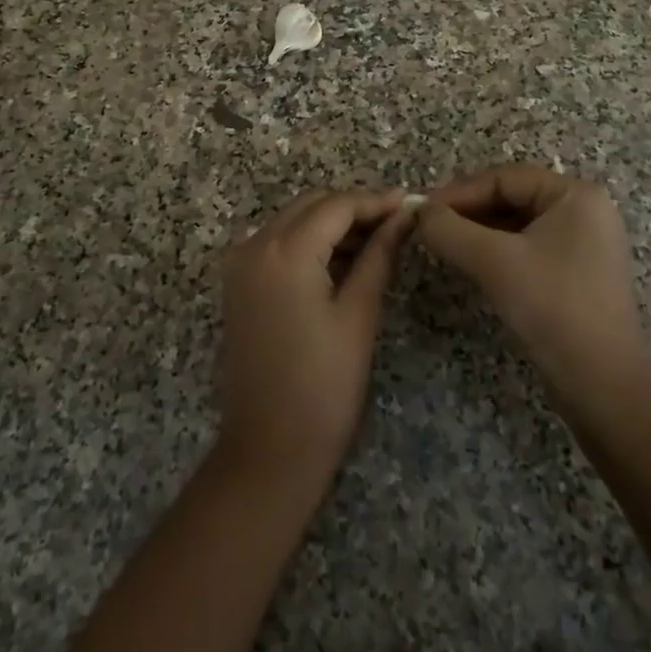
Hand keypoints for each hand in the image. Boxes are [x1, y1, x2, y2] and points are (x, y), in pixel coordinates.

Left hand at [216, 188, 413, 490]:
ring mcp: (241, 264)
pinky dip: (309, 243)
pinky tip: (343, 261)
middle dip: (354, 209)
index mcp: (284, 251)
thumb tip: (405, 216)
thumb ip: (380, 254)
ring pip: (293, 221)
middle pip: (312, 205)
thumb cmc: (324, 386)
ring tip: (378, 243)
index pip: (337, 205)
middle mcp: (255, 245)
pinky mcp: (238, 283)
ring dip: (332, 224)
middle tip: (397, 225)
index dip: (376, 202)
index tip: (412, 205)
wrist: (269, 449)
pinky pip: (278, 243)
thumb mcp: (359, 314)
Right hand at [417, 165, 650, 403]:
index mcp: (575, 195)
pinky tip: (468, 264)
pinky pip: (526, 249)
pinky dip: (495, 253)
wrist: (604, 387)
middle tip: (427, 227)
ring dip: (477, 233)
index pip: (505, 178)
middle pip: (511, 198)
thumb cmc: (554, 308)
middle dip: (467, 212)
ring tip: (441, 244)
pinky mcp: (574, 275)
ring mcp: (582, 245)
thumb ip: (450, 230)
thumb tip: (417, 212)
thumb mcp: (495, 262)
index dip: (459, 192)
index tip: (422, 210)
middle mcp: (583, 212)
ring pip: (516, 225)